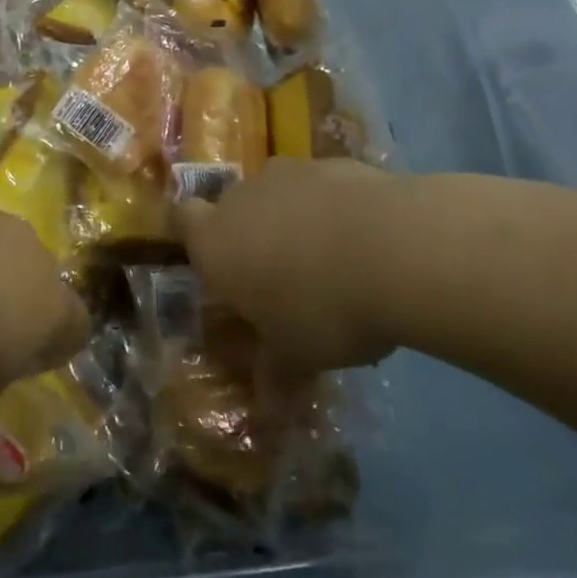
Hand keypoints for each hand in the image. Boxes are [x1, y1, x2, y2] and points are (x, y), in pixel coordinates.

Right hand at [178, 159, 399, 374]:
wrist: (395, 249)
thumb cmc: (321, 309)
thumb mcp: (296, 357)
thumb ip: (276, 375)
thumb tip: (268, 414)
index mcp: (215, 242)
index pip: (180, 220)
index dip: (190, 234)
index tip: (210, 257)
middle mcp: (243, 199)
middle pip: (231, 207)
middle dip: (249, 234)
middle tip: (278, 275)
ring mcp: (290, 174)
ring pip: (278, 193)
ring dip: (293, 218)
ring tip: (330, 258)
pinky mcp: (337, 163)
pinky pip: (323, 188)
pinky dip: (335, 207)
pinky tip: (367, 239)